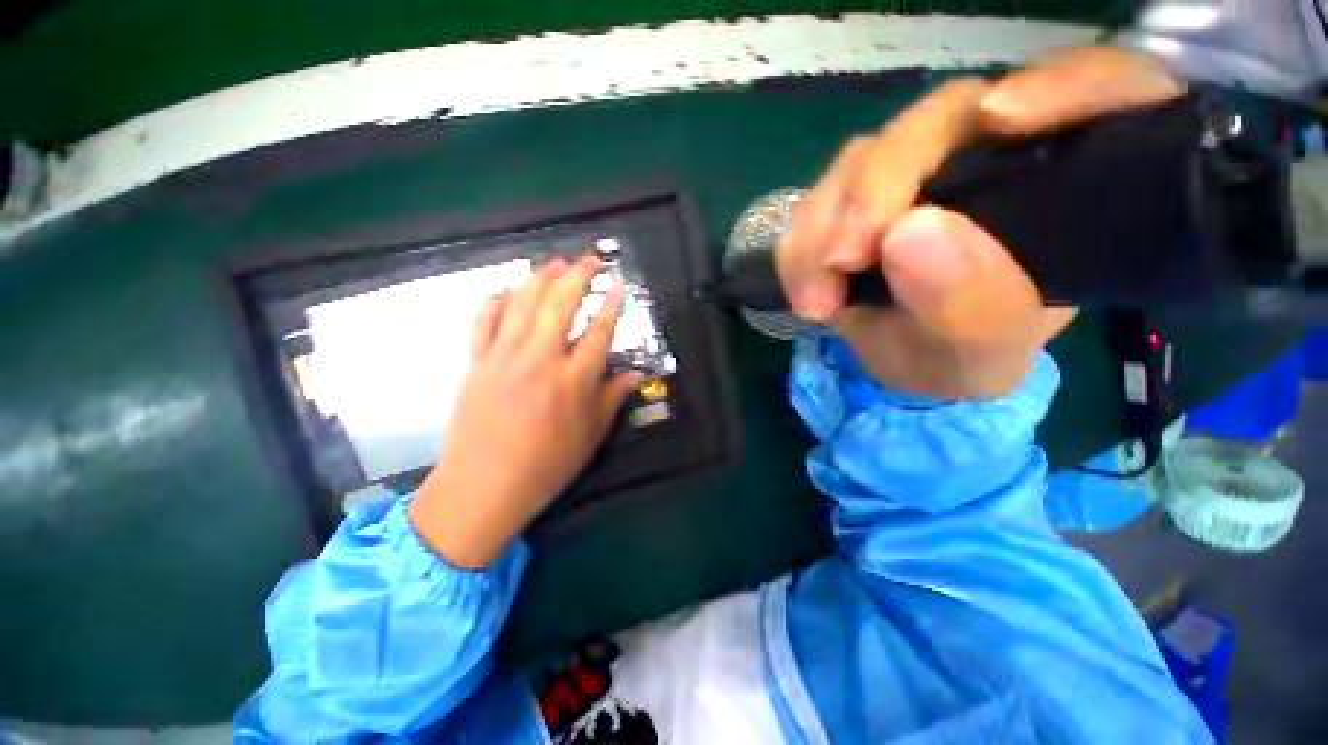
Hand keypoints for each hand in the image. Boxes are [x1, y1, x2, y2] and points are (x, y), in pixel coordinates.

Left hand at [410, 256, 639, 569]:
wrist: (483, 487)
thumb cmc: (545, 465)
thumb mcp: (590, 436)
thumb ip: (612, 399)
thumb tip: (634, 374)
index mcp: (572, 381)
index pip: (599, 331)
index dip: (612, 303)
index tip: (619, 283)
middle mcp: (539, 360)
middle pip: (559, 304)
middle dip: (578, 275)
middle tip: (589, 258)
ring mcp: (503, 358)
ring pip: (522, 304)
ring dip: (540, 278)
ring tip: (554, 263)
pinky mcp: (476, 363)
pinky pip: (483, 321)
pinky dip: (496, 300)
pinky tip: (507, 290)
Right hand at [777, 47, 1183, 399]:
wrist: (903, 359)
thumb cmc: (961, 358)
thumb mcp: (979, 356)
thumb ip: (969, 307)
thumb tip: (908, 233)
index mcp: (1061, 187)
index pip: (1103, 89)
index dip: (1065, 84)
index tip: (1001, 120)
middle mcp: (988, 160)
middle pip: (943, 118)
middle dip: (881, 184)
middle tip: (842, 261)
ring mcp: (911, 173)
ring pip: (865, 157)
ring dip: (826, 223)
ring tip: (819, 298)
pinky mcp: (854, 197)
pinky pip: (818, 201)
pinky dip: (802, 245)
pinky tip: (809, 292)